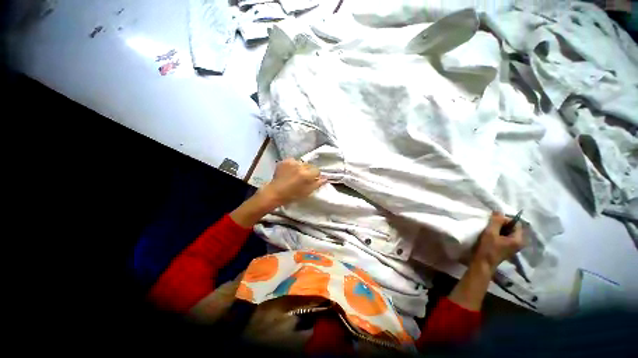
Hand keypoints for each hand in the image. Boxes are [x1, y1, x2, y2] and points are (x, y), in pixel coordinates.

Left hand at [259, 158, 326, 207]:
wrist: (275, 193)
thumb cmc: (292, 195)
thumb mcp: (307, 192)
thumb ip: (317, 184)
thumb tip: (325, 178)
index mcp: (306, 174)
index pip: (317, 170)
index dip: (315, 175)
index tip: (312, 180)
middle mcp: (299, 166)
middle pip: (310, 165)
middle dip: (308, 170)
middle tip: (303, 178)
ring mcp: (291, 162)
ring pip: (301, 163)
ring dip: (301, 167)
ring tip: (295, 174)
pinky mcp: (284, 161)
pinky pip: (293, 161)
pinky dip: (293, 165)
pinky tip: (289, 171)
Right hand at [472, 212, 524, 272]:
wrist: (482, 263)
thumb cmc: (487, 248)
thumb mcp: (490, 233)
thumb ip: (496, 221)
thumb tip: (499, 210)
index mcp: (518, 239)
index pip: (516, 223)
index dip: (505, 219)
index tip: (493, 221)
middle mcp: (519, 243)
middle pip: (512, 227)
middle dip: (501, 224)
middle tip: (490, 225)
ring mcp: (513, 246)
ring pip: (508, 232)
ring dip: (499, 229)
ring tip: (489, 230)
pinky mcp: (507, 248)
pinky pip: (505, 237)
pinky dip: (498, 234)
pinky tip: (490, 235)